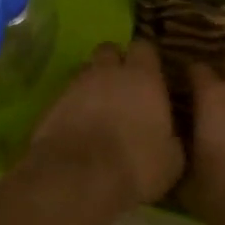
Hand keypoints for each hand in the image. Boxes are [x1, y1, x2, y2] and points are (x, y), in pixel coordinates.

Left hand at [27, 40, 184, 210]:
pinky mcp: (53, 101)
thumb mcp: (171, 160)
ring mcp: (77, 83)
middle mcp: (108, 72)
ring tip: (98, 106)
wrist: (78, 176)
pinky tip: (77, 123)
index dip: (146, 58)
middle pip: (109, 50)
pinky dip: (73, 103)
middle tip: (122, 86)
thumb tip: (169, 135)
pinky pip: (67, 92)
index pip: (145, 47)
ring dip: (93, 82)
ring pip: (86, 70)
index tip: (151, 73)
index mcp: (143, 78)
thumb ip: (171, 136)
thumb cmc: (135, 166)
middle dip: (115, 62)